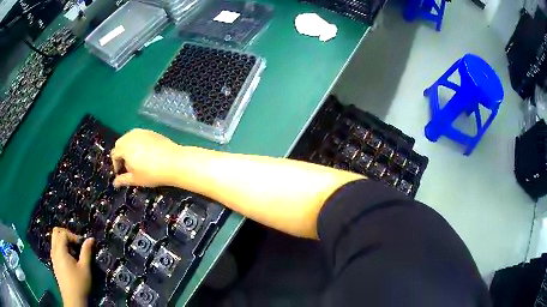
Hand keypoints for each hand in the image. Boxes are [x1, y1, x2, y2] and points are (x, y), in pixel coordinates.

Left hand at [50, 227, 93, 306]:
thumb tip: (91, 238)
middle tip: (76, 244)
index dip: (73, 235)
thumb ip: (86, 252)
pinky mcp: (54, 263)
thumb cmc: (79, 283)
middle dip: (66, 234)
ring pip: (54, 240)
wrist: (73, 299)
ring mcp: (53, 257)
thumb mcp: (85, 268)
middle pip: (56, 232)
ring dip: (63, 241)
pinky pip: (55, 248)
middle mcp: (54, 251)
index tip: (82, 245)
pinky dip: (62, 248)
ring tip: (74, 253)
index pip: (63, 233)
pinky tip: (70, 259)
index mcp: (60, 251)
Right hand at [111, 129, 182, 187]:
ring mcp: (142, 132)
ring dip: (128, 148)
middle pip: (120, 144)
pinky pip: (139, 136)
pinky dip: (137, 144)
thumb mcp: (136, 179)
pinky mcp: (151, 132)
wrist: (174, 162)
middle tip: (128, 167)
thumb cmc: (152, 173)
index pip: (114, 154)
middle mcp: (131, 136)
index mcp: (124, 147)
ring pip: (129, 138)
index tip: (121, 173)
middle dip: (121, 155)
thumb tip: (114, 183)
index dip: (116, 165)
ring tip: (136, 160)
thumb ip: (123, 180)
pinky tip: (145, 154)